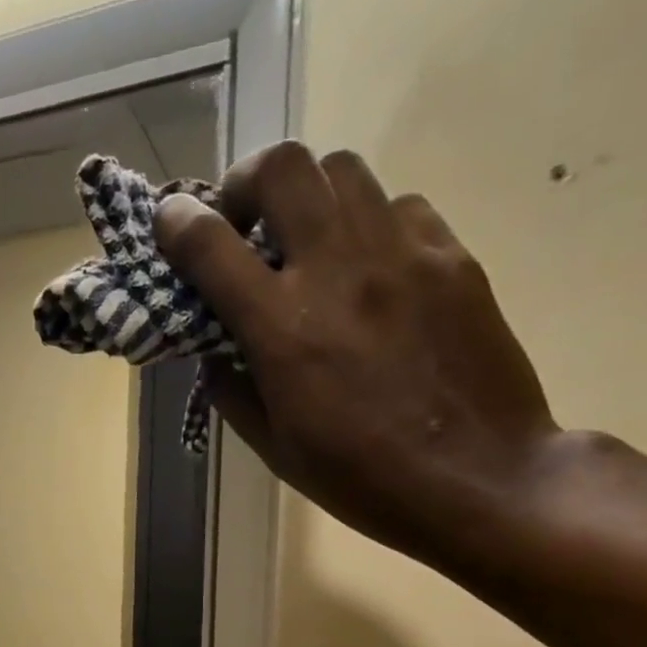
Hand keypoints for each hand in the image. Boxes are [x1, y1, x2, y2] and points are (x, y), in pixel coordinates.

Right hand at [156, 143, 561, 567]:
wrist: (477, 478)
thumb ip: (234, 390)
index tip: (169, 221)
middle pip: (284, 167)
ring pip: (343, 171)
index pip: (212, 247)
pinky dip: (367, 225)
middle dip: (247, 182)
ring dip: (308, 197)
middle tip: (244, 221)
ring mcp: (402, 254)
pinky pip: (398, 208)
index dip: (179, 223)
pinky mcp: (452, 256)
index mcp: (283, 330)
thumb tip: (216, 349)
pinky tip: (370, 271)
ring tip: (308, 243)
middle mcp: (338, 271)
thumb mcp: (275, 449)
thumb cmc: (361, 479)